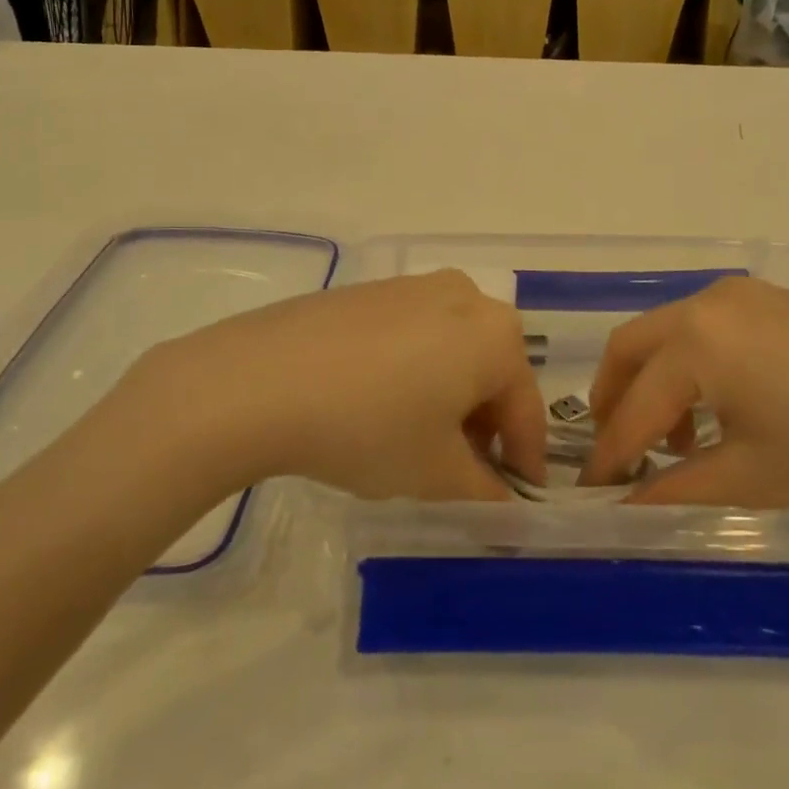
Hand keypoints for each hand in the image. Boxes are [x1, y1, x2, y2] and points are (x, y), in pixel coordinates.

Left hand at [139, 271, 546, 501]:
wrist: (262, 378)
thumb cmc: (370, 426)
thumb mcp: (436, 473)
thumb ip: (486, 491)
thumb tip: (505, 501)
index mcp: (496, 334)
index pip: (526, 408)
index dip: (525, 461)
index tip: (517, 500)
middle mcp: (465, 296)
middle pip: (491, 372)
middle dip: (484, 426)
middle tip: (462, 472)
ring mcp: (414, 287)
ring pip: (452, 350)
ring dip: (449, 396)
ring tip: (417, 441)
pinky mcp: (371, 290)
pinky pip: (413, 334)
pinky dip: (413, 371)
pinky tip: (377, 405)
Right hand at [579, 277, 788, 515]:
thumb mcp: (753, 479)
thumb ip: (675, 487)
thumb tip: (625, 505)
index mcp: (698, 341)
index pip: (634, 405)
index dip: (610, 453)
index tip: (591, 492)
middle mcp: (710, 302)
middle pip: (634, 346)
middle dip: (614, 397)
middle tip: (616, 450)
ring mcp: (747, 294)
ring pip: (671, 332)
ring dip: (657, 381)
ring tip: (679, 441)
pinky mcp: (777, 301)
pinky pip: (710, 327)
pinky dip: (695, 364)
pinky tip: (724, 409)